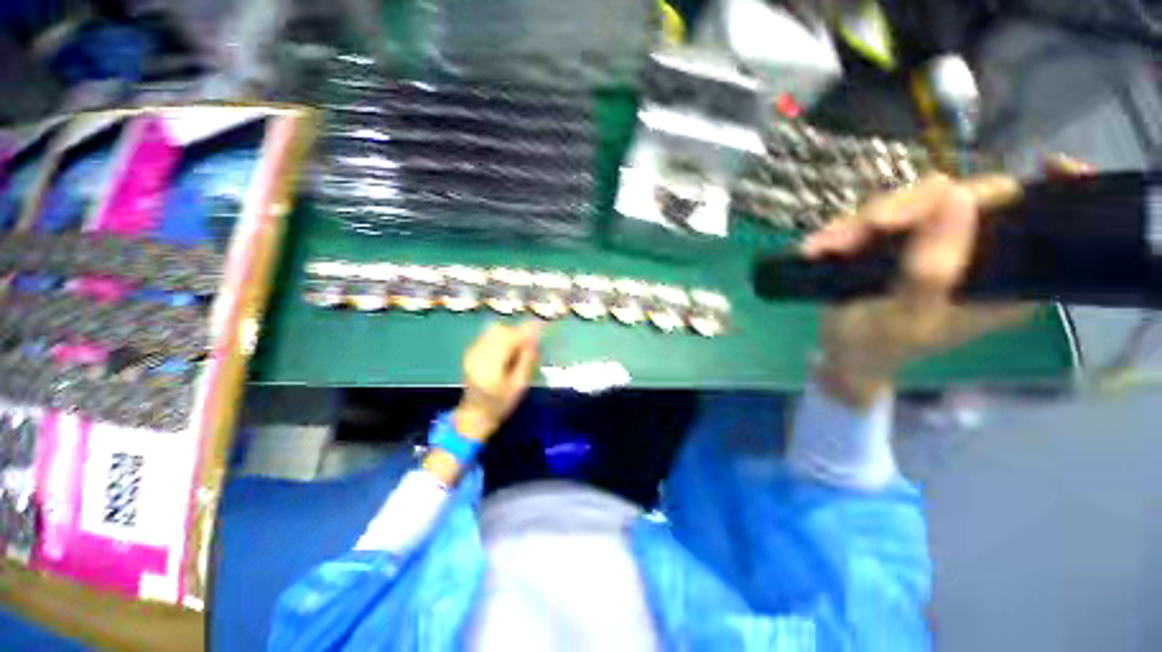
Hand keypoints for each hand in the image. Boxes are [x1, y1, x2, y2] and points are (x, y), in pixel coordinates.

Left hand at [454, 321, 540, 440]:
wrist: (474, 415)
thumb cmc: (501, 404)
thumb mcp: (520, 385)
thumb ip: (527, 359)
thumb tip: (534, 339)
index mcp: (491, 364)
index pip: (509, 338)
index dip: (526, 331)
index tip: (540, 329)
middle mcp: (478, 353)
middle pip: (500, 330)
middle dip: (517, 332)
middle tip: (529, 343)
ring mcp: (472, 352)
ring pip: (493, 330)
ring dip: (509, 334)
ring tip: (517, 348)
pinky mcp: (471, 352)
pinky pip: (488, 336)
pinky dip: (500, 338)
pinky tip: (506, 351)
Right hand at [804, 158, 1094, 408]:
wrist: (840, 353)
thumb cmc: (876, 346)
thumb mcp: (906, 316)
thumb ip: (934, 268)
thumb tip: (958, 198)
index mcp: (999, 279)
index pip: (1029, 219)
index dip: (1042, 190)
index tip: (1053, 165)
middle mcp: (972, 252)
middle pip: (956, 198)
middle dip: (903, 210)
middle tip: (865, 229)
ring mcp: (929, 242)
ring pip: (907, 204)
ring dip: (858, 224)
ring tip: (822, 248)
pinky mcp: (896, 240)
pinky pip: (873, 219)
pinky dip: (841, 231)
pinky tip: (816, 248)